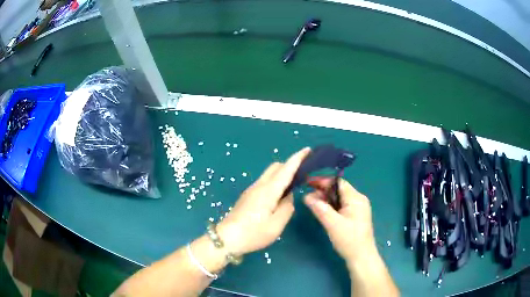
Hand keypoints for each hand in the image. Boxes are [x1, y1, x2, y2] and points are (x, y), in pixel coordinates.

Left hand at [217, 147, 310, 255]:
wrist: (227, 238)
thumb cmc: (253, 233)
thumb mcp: (277, 225)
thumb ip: (287, 207)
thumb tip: (288, 197)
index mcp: (268, 191)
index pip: (286, 169)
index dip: (298, 158)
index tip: (308, 150)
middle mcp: (259, 186)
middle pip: (276, 167)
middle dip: (290, 165)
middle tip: (303, 174)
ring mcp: (251, 190)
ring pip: (269, 174)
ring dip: (282, 174)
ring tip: (293, 186)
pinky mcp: (248, 196)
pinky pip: (264, 182)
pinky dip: (275, 182)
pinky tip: (279, 196)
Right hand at [304, 178, 375, 264]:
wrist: (361, 257)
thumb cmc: (349, 240)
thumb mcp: (333, 224)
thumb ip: (320, 209)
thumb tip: (306, 196)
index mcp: (356, 198)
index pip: (338, 182)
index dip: (323, 181)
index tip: (308, 183)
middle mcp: (358, 200)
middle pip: (338, 189)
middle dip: (323, 191)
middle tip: (307, 196)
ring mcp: (357, 208)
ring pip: (339, 198)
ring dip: (326, 199)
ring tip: (311, 203)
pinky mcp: (355, 216)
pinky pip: (341, 205)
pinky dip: (331, 206)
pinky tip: (322, 210)